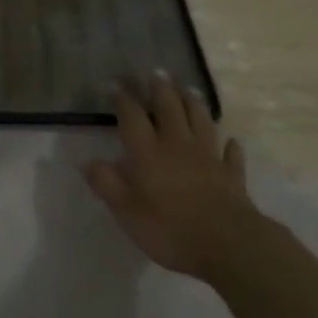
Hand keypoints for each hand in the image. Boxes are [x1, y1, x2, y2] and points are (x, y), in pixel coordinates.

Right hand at [82, 73, 260, 284]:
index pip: (132, 116)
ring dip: (195, 105)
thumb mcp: (126, 210)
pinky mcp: (232, 177)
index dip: (123, 99)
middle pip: (169, 109)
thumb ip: (106, 183)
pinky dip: (231, 147)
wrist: (228, 245)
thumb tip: (85, 162)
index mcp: (147, 151)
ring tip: (190, 89)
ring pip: (201, 122)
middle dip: (162, 89)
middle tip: (158, 72)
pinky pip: (231, 156)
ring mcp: (208, 158)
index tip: (116, 84)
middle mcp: (177, 145)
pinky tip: (232, 141)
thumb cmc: (169, 228)